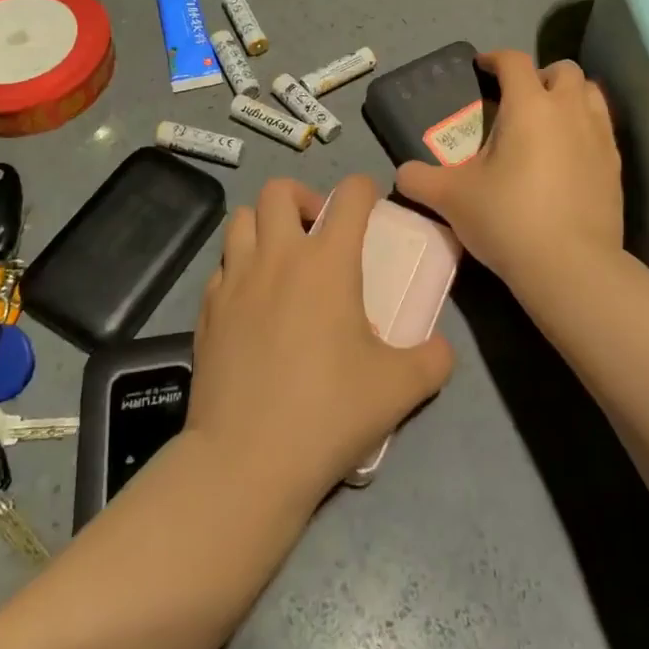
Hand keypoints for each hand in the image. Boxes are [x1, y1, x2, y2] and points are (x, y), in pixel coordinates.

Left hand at [188, 175, 455, 499]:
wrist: (247, 460)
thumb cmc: (329, 413)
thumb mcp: (399, 389)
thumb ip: (432, 360)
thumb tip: (442, 349)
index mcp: (327, 262)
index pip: (349, 195)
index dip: (364, 189)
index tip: (370, 204)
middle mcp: (278, 256)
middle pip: (279, 190)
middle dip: (303, 197)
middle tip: (318, 232)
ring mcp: (235, 279)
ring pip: (242, 218)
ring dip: (264, 225)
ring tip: (281, 258)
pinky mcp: (206, 308)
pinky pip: (222, 265)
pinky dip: (239, 267)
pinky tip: (252, 301)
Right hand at [395, 50, 623, 300]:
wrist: (571, 267)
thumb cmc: (508, 219)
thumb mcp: (451, 198)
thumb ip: (420, 179)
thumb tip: (402, 174)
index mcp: (529, 105)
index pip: (514, 61)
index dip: (495, 58)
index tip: (482, 68)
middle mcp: (569, 110)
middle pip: (562, 70)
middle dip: (540, 75)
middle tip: (519, 99)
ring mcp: (599, 137)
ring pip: (590, 94)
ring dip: (569, 97)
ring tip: (548, 121)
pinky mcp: (616, 166)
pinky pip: (602, 128)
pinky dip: (585, 128)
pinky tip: (568, 155)